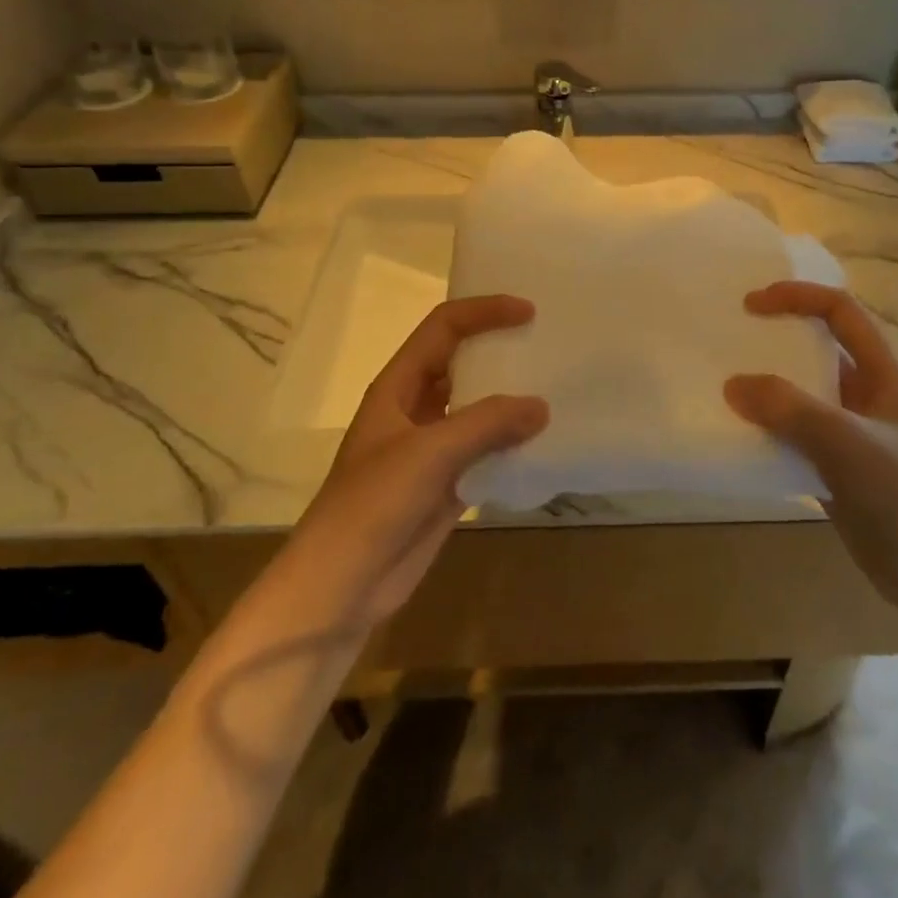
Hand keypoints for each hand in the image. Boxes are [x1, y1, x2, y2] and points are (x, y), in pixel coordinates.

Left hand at [288, 296, 548, 622]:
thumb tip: (542, 407)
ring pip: (477, 408)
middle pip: (462, 363)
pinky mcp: (447, 483)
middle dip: (500, 349)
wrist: (342, 585)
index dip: (483, 312)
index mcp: (398, 386)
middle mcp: (416, 408)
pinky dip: (512, 444)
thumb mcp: (429, 453)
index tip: (528, 312)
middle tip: (546, 342)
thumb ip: (487, 424)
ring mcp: (432, 447)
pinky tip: (544, 442)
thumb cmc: (373, 503)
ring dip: (510, 399)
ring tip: (555, 386)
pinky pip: (486, 451)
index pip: (443, 328)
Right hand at [725, 282, 897, 604]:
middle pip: (821, 349)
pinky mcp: (839, 468)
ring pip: (806, 395)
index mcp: (885, 375)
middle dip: (778, 339)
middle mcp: (870, 395)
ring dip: (770, 387)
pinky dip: (770, 430)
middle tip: (732, 339)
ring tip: (726, 384)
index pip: (842, 313)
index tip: (751, 304)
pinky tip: (740, 434)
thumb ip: (790, 409)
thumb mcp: (847, 444)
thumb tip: (733, 385)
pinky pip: (797, 435)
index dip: (798, 297)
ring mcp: (854, 434)